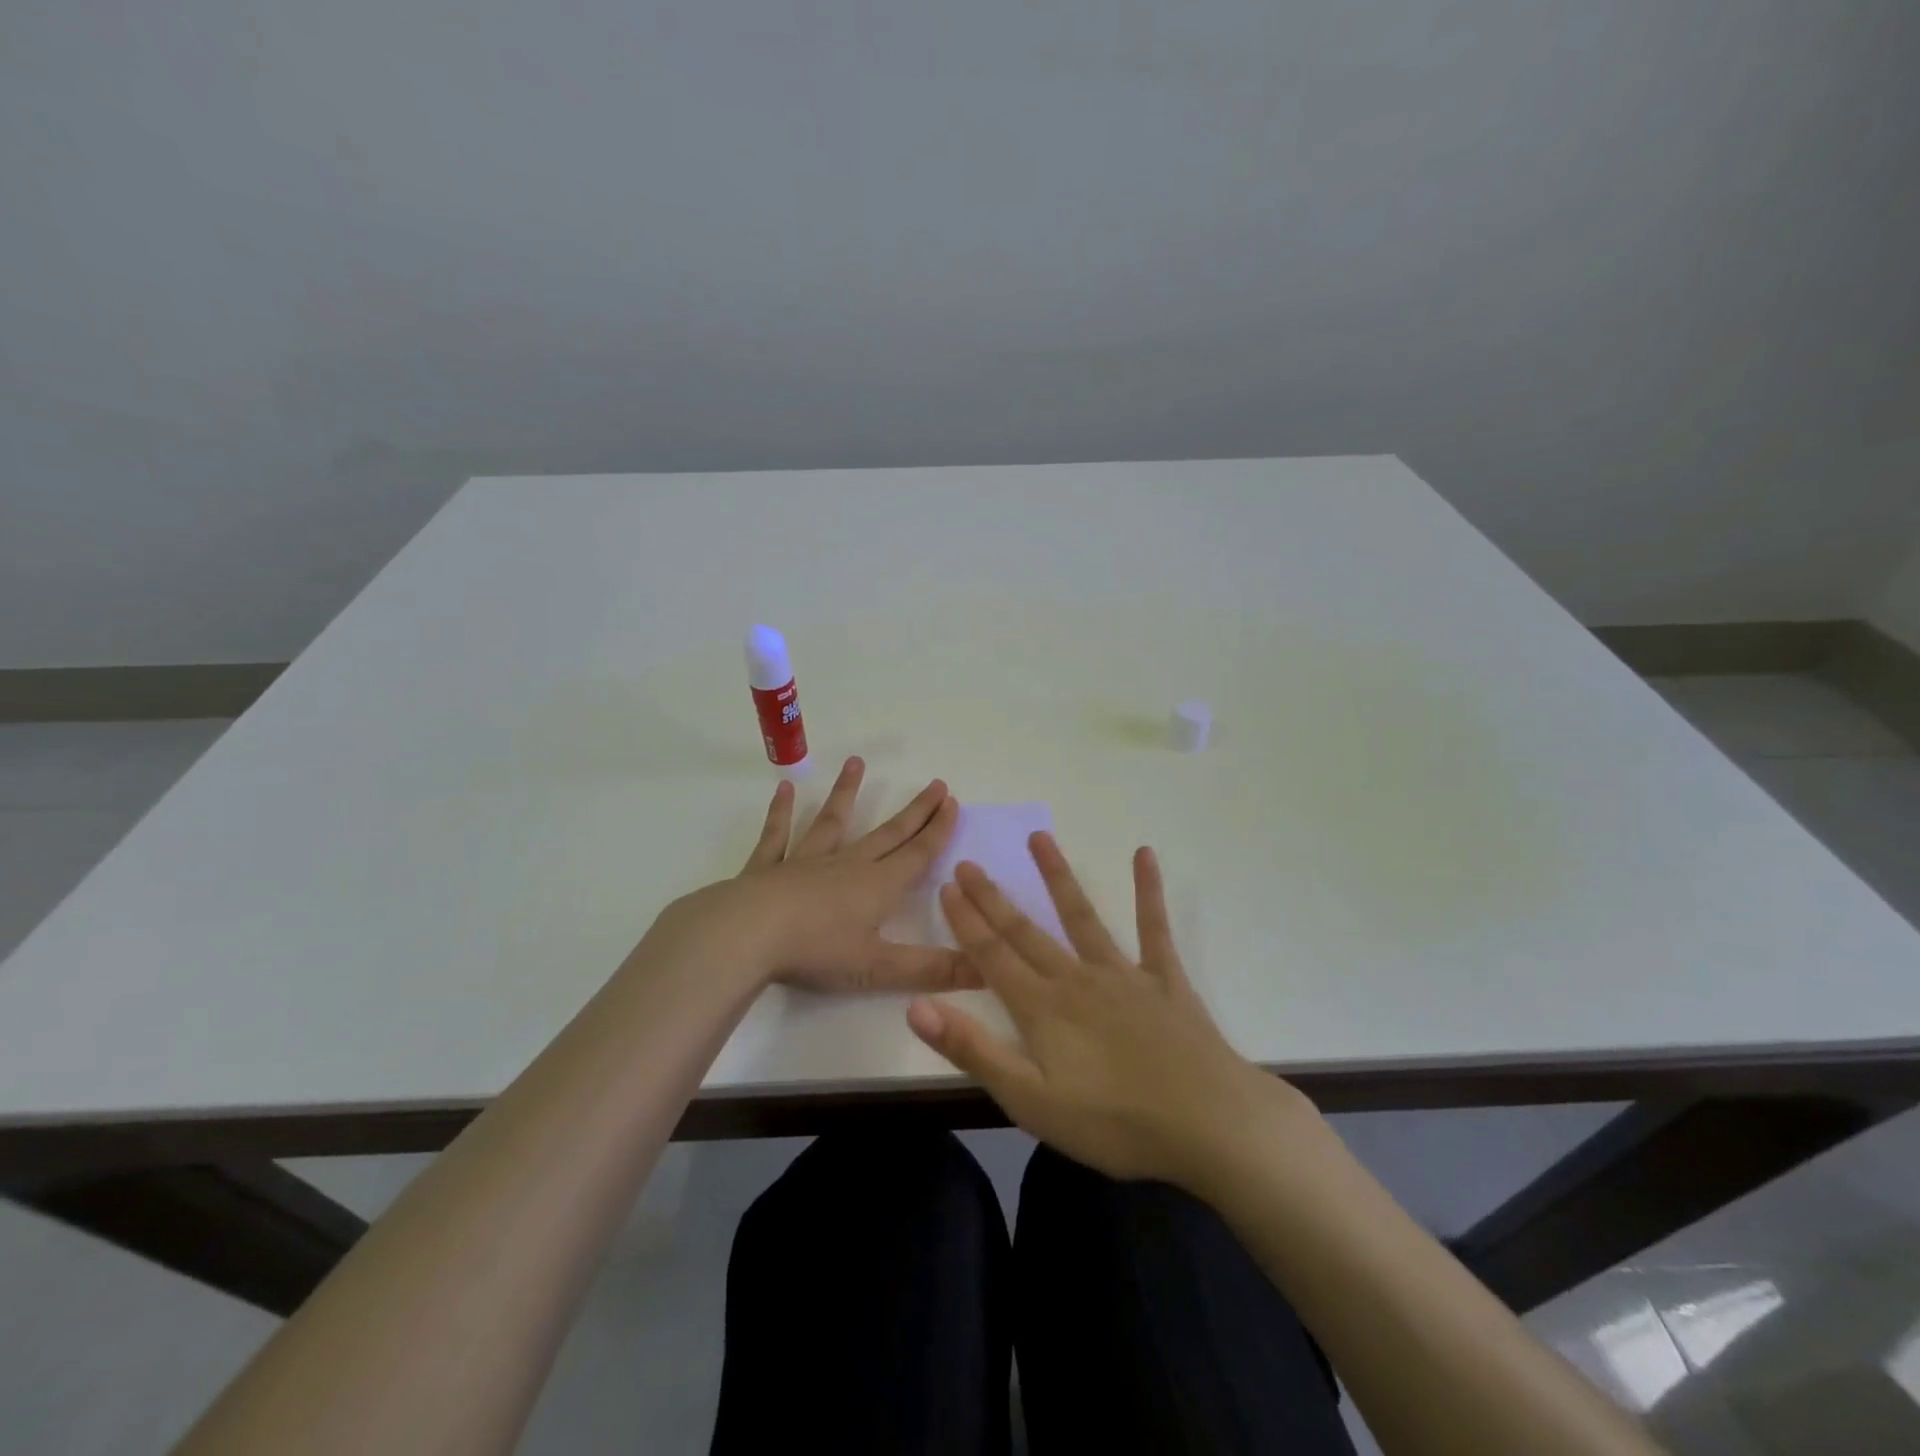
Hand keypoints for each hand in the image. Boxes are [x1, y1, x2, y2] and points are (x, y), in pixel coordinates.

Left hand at [658, 756, 976, 993]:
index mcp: (877, 887)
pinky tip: (782, 789)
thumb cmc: (816, 952)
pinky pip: (777, 836)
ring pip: (832, 822)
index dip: (937, 830)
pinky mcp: (767, 868)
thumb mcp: (879, 968)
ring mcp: (805, 862)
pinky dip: (780, 813)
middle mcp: (846, 865)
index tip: (952, 801)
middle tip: (935, 784)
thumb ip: (932, 969)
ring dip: (846, 794)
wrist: (747, 935)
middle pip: (887, 834)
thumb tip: (987, 972)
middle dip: (914, 811)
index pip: (916, 854)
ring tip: (857, 763)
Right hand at [907, 833, 1299, 1189]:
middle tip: (970, 862)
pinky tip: (1144, 855)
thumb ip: (973, 1050)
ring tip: (1039, 837)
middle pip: (1026, 931)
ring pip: (1081, 916)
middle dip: (993, 897)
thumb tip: (917, 1006)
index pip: (992, 956)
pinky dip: (1148, 890)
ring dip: (1057, 876)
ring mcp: (1123, 973)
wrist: (1207, 1123)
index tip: (948, 885)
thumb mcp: (1030, 1100)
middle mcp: (1075, 978)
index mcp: (1042, 1008)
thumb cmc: (1113, 1122)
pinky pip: (1153, 928)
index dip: (967, 921)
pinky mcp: (1164, 979)